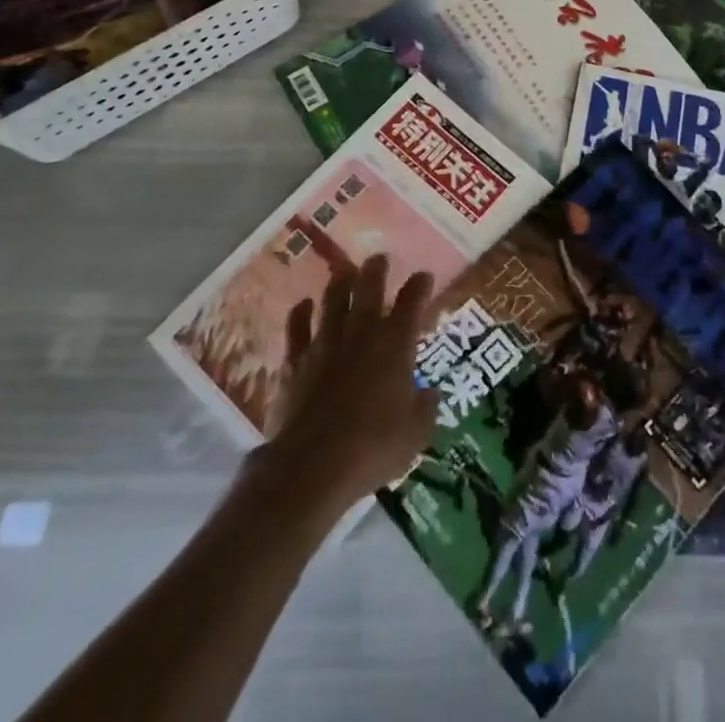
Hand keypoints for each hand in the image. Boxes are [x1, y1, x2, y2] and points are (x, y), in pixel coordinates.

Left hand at [260, 255, 439, 513]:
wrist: (313, 466)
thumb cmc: (374, 447)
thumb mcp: (416, 432)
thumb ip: (425, 407)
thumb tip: (429, 393)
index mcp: (396, 343)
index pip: (412, 302)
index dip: (420, 285)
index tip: (424, 276)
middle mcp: (362, 332)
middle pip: (369, 288)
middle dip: (376, 269)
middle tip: (379, 258)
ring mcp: (325, 343)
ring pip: (333, 299)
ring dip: (340, 282)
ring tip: (345, 271)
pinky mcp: (295, 361)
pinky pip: (297, 327)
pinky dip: (300, 313)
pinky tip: (303, 304)